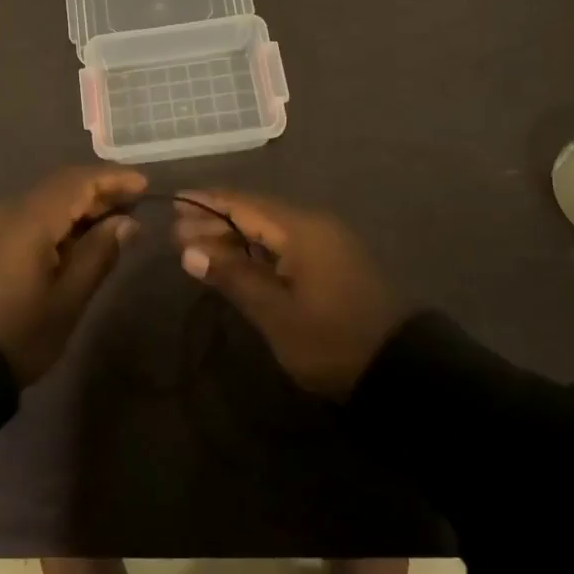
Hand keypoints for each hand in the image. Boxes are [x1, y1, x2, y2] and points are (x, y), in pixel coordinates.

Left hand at [0, 166, 146, 383]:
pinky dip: (53, 219)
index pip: (77, 181)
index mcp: (29, 220)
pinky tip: (70, 240)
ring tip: (108, 224)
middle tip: (133, 206)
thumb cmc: (17, 334)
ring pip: (41, 200)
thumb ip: (98, 254)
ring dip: (75, 206)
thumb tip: (126, 222)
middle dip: (97, 191)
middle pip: (58, 186)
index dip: (113, 179)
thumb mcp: (67, 300)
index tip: (144, 185)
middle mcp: (6, 209)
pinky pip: (24, 215)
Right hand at [173, 190, 403, 399]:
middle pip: (255, 214)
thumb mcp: (275, 312)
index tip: (174, 202)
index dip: (207, 203)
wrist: (399, 371)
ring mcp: (326, 244)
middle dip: (215, 222)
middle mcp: (314, 226)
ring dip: (234, 238)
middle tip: (177, 236)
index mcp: (301, 229)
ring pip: (269, 230)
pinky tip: (235, 262)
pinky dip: (256, 250)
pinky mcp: (332, 263)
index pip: (244, 205)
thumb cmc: (330, 340)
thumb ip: (232, 276)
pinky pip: (285, 245)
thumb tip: (188, 251)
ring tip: (197, 249)